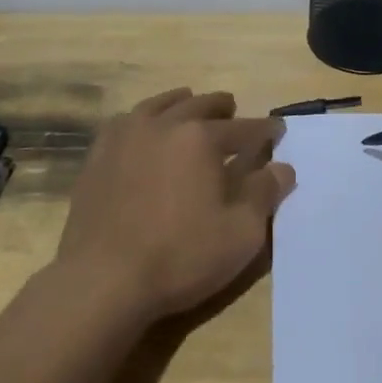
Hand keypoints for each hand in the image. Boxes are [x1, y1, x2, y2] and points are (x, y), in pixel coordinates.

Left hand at [58, 88, 295, 323]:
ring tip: (191, 104)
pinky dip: (143, 117)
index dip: (265, 130)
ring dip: (182, 102)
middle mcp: (164, 125)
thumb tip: (283, 168)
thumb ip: (264, 194)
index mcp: (201, 139)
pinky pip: (126, 121)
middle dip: (222, 108)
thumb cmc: (180, 257)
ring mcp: (126, 136)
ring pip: (160, 104)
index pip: (244, 129)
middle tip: (232, 110)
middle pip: (200, 105)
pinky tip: (144, 127)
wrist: (103, 280)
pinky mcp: (98, 155)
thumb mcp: (240, 234)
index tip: (278, 130)